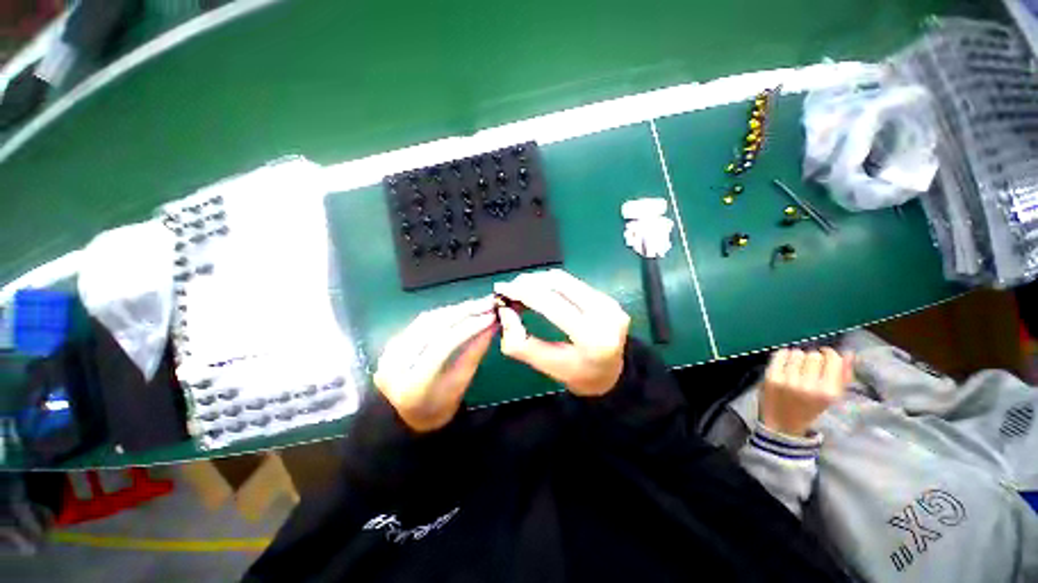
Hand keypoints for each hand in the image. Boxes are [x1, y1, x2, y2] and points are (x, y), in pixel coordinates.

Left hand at [374, 297, 496, 432]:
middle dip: (464, 311)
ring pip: (426, 320)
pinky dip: (444, 313)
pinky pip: (421, 321)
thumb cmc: (438, 407)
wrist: (405, 417)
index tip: (491, 316)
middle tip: (487, 302)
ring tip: (477, 304)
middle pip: (433, 327)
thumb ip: (475, 353)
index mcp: (414, 383)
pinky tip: (460, 309)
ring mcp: (390, 351)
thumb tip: (491, 325)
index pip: (444, 345)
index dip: (469, 327)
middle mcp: (396, 363)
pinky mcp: (392, 342)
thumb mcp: (460, 384)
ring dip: (455, 309)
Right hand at [494, 270, 629, 396]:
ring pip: (565, 279)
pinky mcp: (608, 297)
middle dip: (528, 282)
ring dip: (538, 280)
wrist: (613, 374)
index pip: (551, 304)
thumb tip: (505, 310)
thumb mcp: (545, 366)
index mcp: (591, 337)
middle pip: (558, 284)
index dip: (523, 292)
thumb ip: (519, 342)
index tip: (501, 288)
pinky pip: (573, 282)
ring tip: (521, 288)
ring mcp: (610, 302)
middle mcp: (605, 314)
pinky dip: (551, 283)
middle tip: (509, 288)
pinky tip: (539, 290)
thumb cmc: (577, 375)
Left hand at [759, 347, 853, 436]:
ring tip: (798, 367)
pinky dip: (784, 355)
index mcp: (828, 393)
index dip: (830, 354)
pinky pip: (780, 354)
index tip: (826, 357)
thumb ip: (843, 375)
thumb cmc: (810, 407)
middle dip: (813, 358)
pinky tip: (786, 364)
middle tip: (810, 367)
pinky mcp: (771, 377)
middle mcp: (809, 386)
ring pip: (797, 353)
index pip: (833, 360)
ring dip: (798, 357)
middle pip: (814, 355)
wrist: (782, 422)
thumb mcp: (832, 396)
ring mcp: (788, 381)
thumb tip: (849, 353)